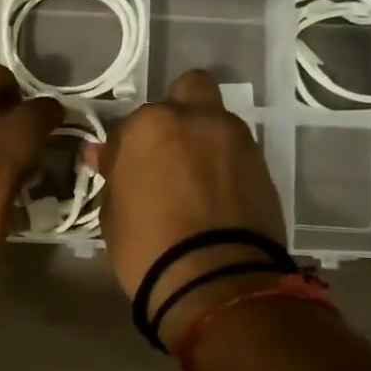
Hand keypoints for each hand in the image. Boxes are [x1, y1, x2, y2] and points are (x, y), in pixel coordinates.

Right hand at [96, 69, 290, 347]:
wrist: (214, 280)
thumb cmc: (146, 244)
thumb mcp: (112, 211)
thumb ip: (114, 174)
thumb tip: (105, 156)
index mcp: (152, 124)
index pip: (131, 122)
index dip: (125, 147)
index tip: (122, 170)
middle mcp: (199, 119)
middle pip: (190, 89)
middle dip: (178, 111)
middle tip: (166, 150)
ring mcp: (238, 141)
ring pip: (218, 122)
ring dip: (205, 140)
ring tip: (194, 181)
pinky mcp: (265, 169)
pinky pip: (238, 154)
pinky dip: (225, 166)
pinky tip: (216, 198)